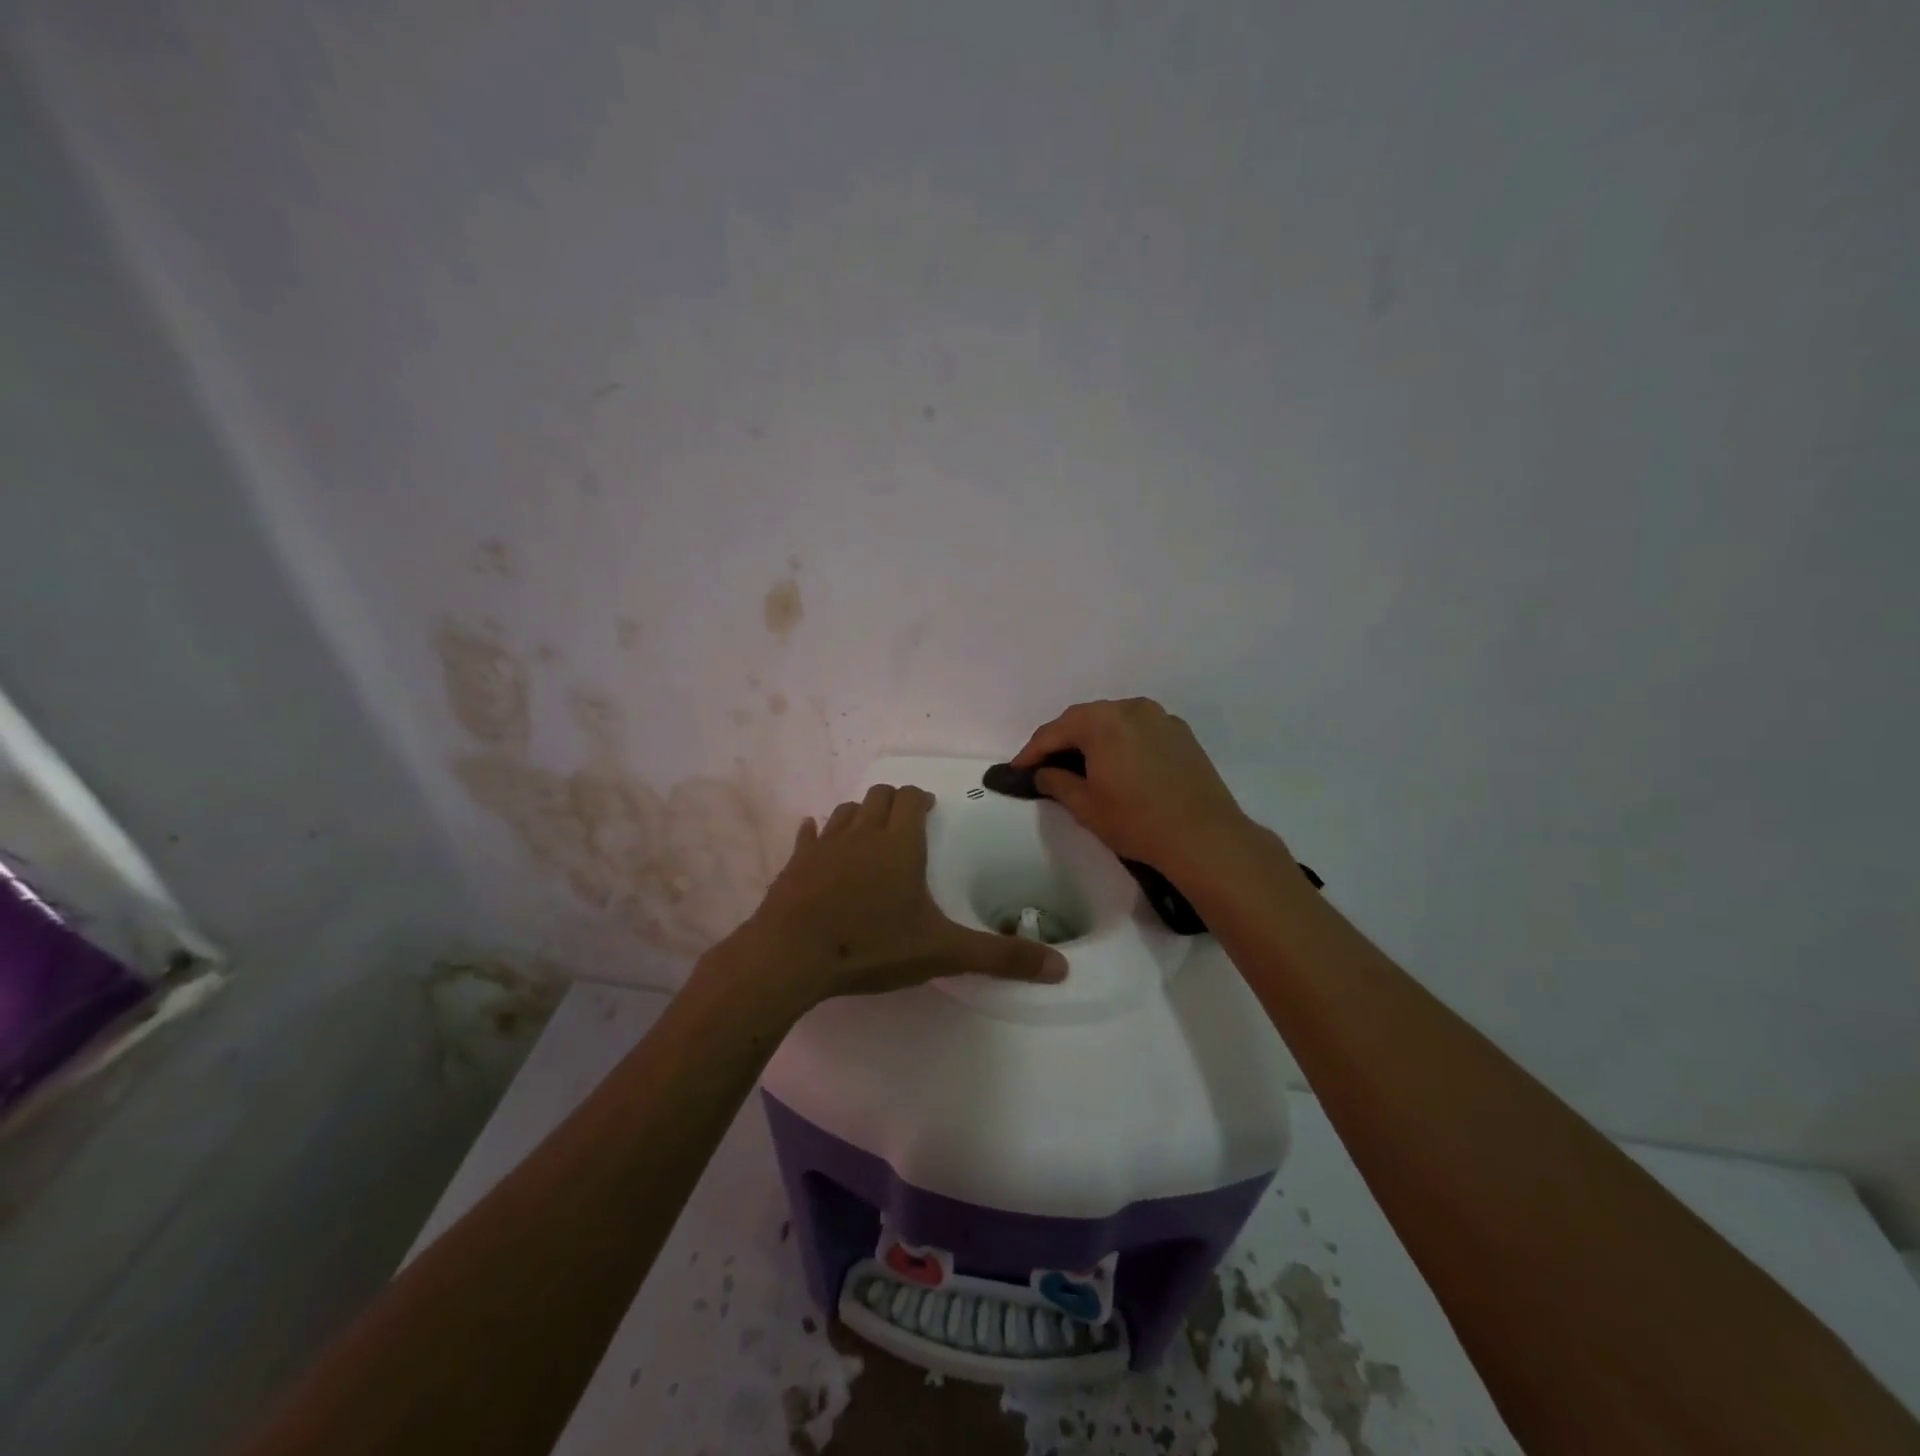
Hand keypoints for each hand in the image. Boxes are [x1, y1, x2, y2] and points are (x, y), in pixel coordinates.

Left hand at [713, 783, 1066, 1012]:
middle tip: (904, 823)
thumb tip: (1061, 968)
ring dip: (860, 815)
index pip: (910, 799)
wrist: (791, 956)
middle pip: (878, 797)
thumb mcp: (942, 952)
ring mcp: (824, 846)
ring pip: (845, 812)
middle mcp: (862, 833)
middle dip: (892, 803)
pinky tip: (815, 841)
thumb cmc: (871, 946)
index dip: (921, 799)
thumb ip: (999, 958)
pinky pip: (807, 836)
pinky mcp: (794, 864)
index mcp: (899, 843)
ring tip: (869, 835)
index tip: (928, 809)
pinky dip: (816, 835)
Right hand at [1012, 698, 1267, 874]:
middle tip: (1044, 765)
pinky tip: (1117, 764)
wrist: (1204, 836)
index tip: (1016, 769)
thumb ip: (1056, 782)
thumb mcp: (1085, 806)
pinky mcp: (1180, 733)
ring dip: (1092, 739)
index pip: (1055, 731)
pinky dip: (1120, 741)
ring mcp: (1160, 717)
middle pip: (1084, 719)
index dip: (1032, 751)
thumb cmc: (1136, 821)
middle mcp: (1130, 708)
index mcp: (1102, 721)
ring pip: (1113, 721)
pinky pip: (1138, 729)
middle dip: (1061, 740)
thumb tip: (1043, 772)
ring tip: (1079, 764)